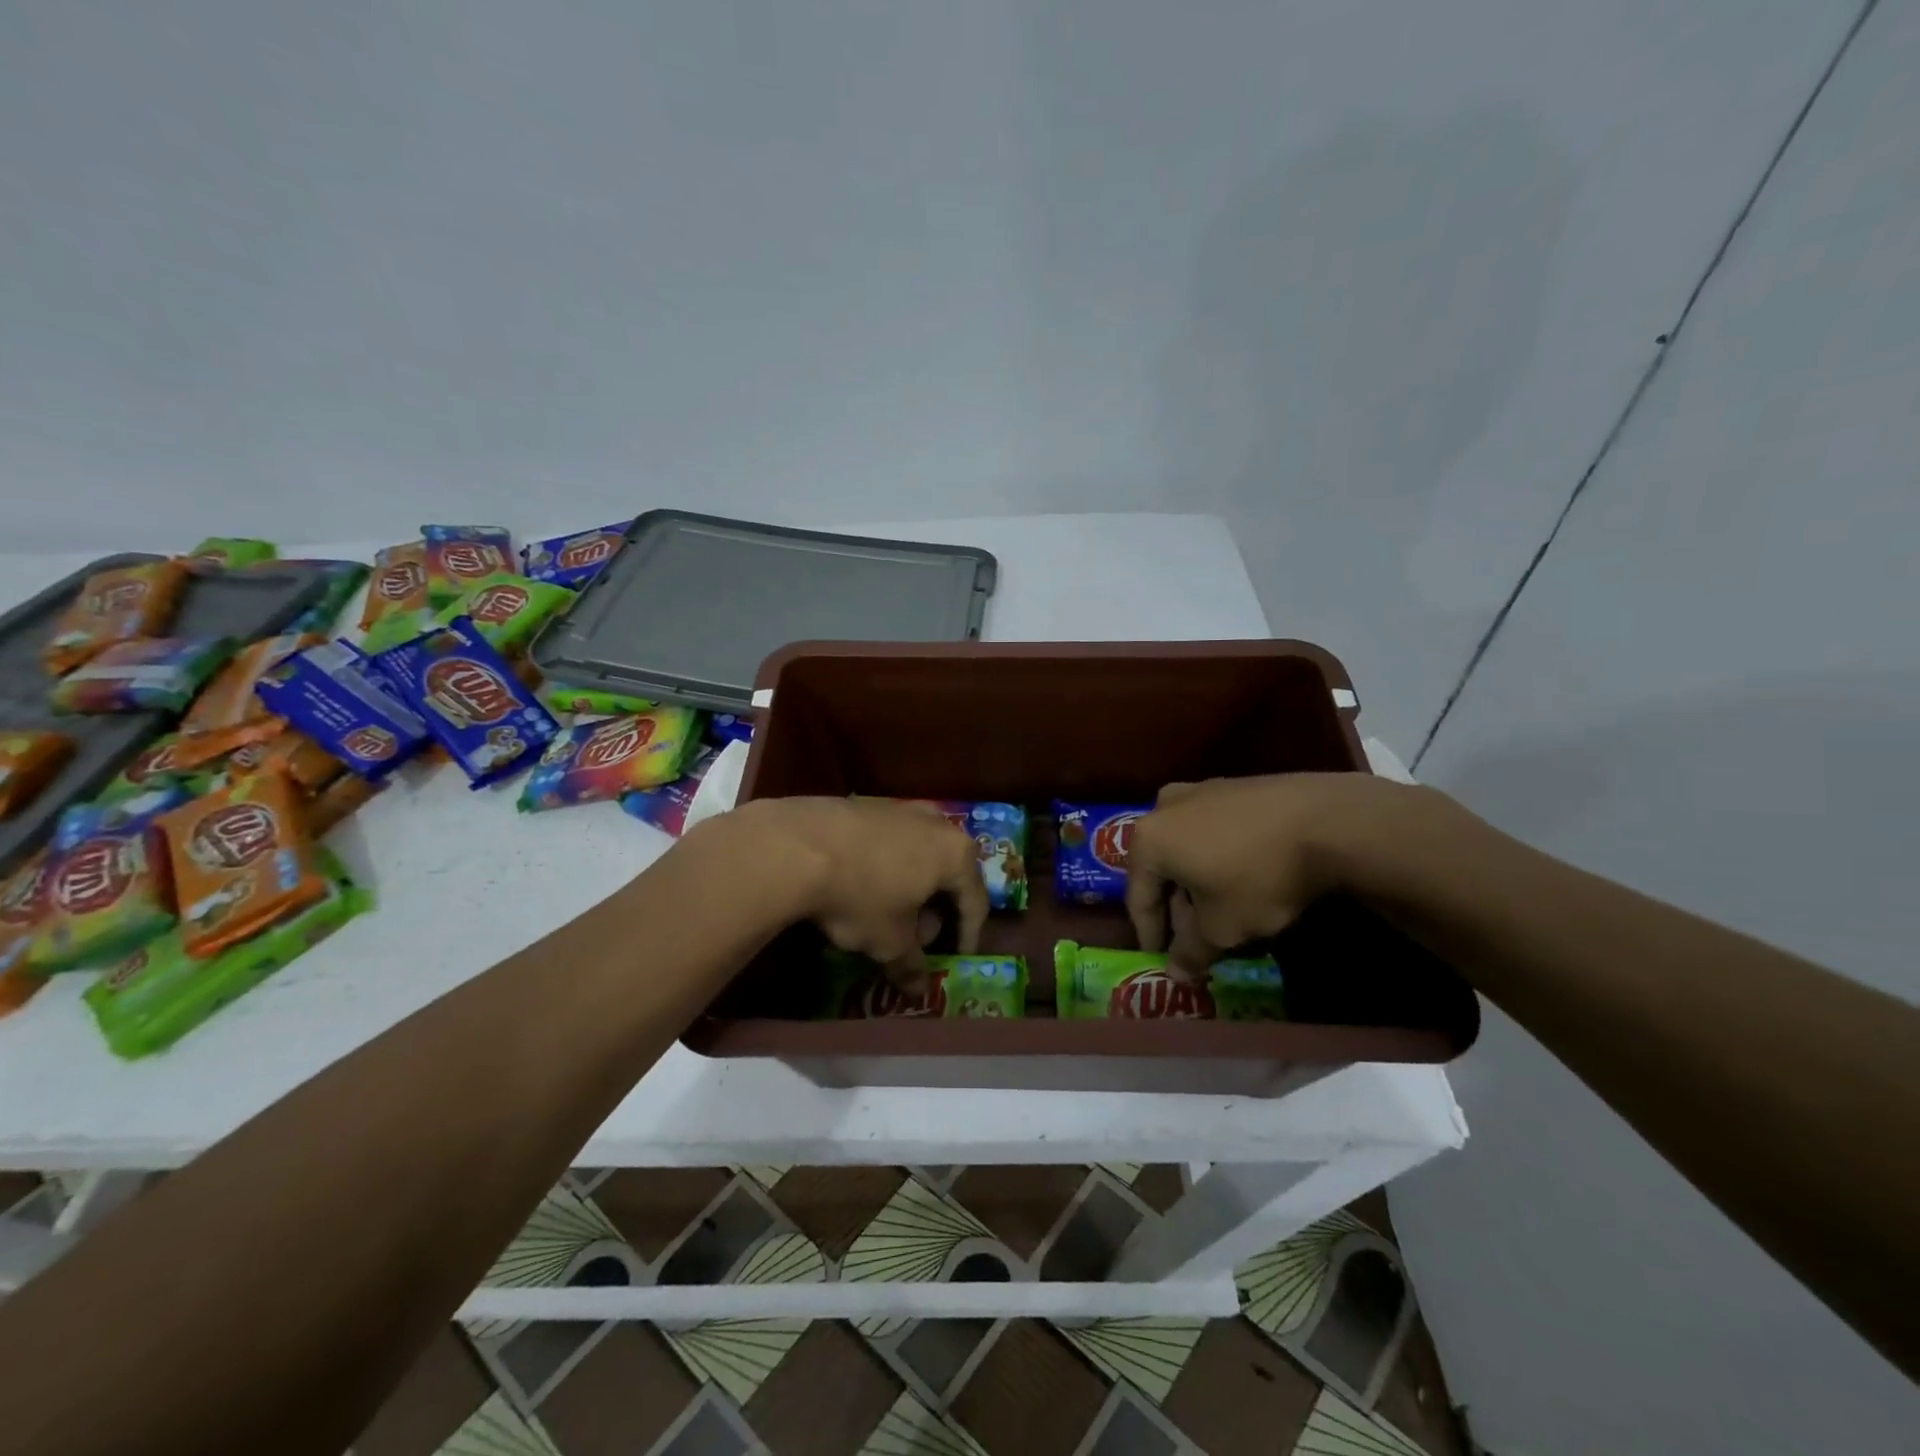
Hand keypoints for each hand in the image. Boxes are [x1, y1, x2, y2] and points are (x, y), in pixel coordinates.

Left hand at [720, 796, 989, 985]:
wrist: (797, 845)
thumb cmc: (861, 895)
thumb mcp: (889, 941)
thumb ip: (910, 965)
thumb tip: (918, 990)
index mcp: (955, 854)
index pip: (975, 901)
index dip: (969, 934)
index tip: (958, 956)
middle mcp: (936, 823)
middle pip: (947, 873)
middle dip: (936, 909)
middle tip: (918, 938)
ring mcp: (900, 808)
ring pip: (917, 854)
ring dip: (910, 886)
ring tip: (887, 913)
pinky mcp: (866, 804)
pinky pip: (888, 842)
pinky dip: (885, 866)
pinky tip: (860, 885)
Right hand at [1125, 772, 1412, 978]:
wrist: (1326, 821)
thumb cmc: (1258, 877)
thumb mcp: (1222, 927)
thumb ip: (1191, 951)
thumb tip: (1176, 973)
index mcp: (1148, 840)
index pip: (1138, 897)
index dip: (1149, 934)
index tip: (1161, 960)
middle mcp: (1164, 808)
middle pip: (1161, 869)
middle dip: (1176, 907)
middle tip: (1194, 939)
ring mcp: (1200, 791)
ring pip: (1186, 847)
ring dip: (1196, 882)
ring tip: (1221, 911)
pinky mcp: (1234, 786)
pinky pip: (1212, 831)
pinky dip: (1217, 858)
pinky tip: (1243, 879)